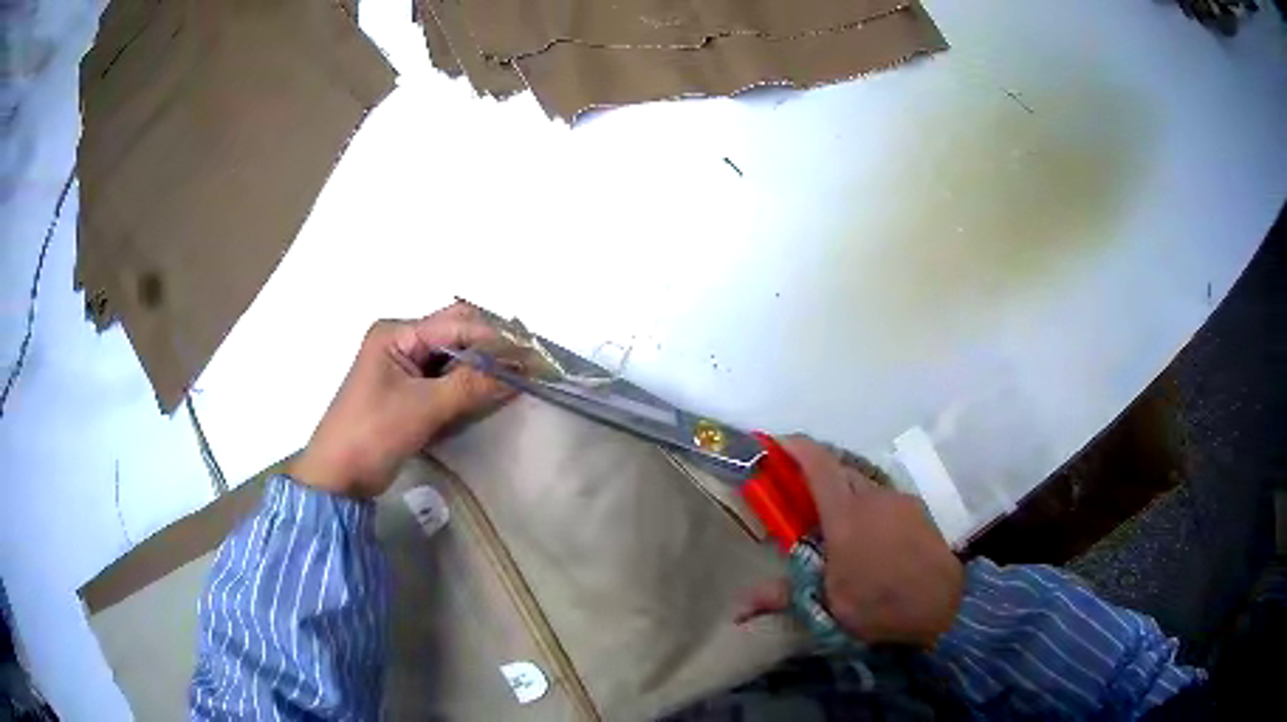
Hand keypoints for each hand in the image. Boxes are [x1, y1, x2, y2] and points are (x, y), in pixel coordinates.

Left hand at [289, 303, 509, 498]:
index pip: (456, 324)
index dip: (494, 338)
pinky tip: (490, 394)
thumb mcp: (423, 408)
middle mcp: (401, 341)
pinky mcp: (408, 391)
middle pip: (455, 334)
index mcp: (396, 333)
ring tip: (517, 379)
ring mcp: (403, 367)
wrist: (338, 477)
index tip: (531, 356)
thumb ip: (471, 386)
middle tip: (527, 367)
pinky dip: (467, 385)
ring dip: (481, 367)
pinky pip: (445, 379)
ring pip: (453, 357)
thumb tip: (519, 373)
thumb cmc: (372, 434)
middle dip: (490, 349)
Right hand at [737, 436, 964, 647]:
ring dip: (844, 493)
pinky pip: (884, 498)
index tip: (775, 443)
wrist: (944, 605)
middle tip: (798, 497)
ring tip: (837, 526)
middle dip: (815, 474)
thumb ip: (782, 598)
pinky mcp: (918, 509)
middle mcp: (872, 498)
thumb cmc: (880, 605)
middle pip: (839, 469)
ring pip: (863, 484)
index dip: (795, 446)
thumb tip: (737, 610)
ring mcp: (899, 501)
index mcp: (845, 516)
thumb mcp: (827, 607)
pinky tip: (871, 538)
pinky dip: (868, 507)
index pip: (818, 464)